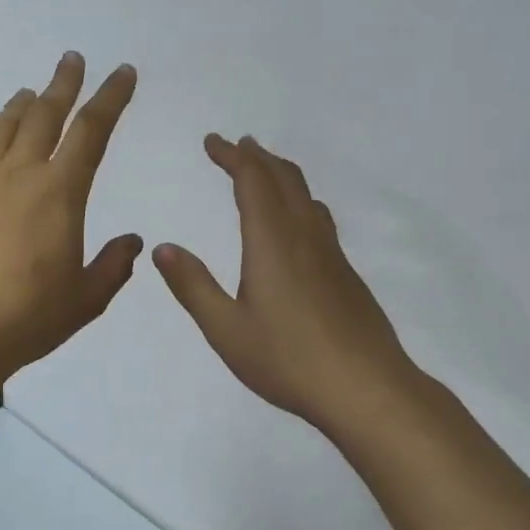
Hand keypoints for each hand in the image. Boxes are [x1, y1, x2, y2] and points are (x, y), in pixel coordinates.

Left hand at [0, 53, 142, 382]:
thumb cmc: (28, 316)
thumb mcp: (86, 298)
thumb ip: (114, 265)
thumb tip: (132, 241)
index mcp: (60, 191)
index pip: (92, 129)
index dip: (110, 97)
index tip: (122, 73)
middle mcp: (18, 172)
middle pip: (45, 113)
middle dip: (64, 83)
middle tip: (72, 60)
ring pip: (3, 126)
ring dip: (22, 106)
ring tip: (31, 95)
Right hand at [154, 135, 416, 436]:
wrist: (366, 388)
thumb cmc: (288, 359)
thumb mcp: (226, 329)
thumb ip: (193, 286)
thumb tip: (163, 247)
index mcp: (272, 242)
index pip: (252, 181)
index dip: (232, 155)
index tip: (213, 141)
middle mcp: (305, 236)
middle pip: (284, 179)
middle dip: (257, 156)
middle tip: (236, 146)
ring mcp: (332, 254)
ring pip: (307, 196)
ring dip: (281, 175)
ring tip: (264, 173)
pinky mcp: (347, 275)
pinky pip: (320, 219)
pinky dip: (299, 201)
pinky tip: (297, 224)